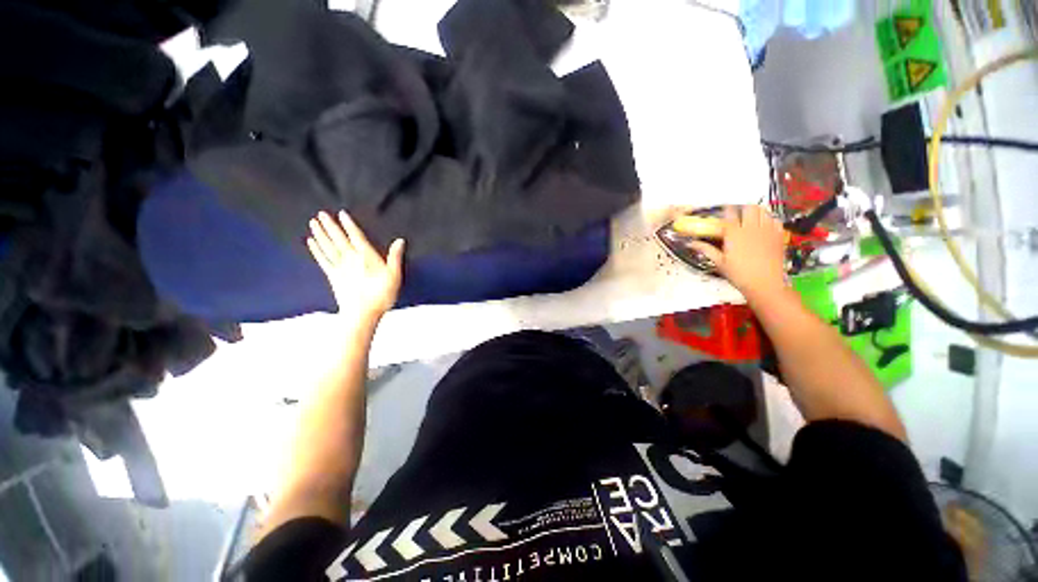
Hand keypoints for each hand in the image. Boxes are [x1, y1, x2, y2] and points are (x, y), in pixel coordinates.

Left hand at [307, 211, 404, 322]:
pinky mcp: (333, 277)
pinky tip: (311, 242)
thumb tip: (400, 240)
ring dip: (320, 234)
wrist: (362, 313)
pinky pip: (323, 260)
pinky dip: (316, 251)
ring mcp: (340, 268)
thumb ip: (395, 257)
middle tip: (320, 213)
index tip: (341, 213)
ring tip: (313, 223)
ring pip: (328, 247)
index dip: (349, 225)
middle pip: (339, 239)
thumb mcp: (394, 276)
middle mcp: (351, 259)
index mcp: (367, 257)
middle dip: (330, 226)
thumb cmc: (382, 295)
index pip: (356, 237)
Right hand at [690, 205, 786, 298]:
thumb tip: (691, 243)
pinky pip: (775, 220)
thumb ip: (706, 249)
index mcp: (734, 234)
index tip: (723, 210)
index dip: (726, 209)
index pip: (730, 213)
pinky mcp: (778, 236)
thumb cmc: (739, 274)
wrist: (765, 283)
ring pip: (763, 211)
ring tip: (750, 217)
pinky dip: (769, 219)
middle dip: (742, 208)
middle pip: (749, 208)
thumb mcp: (719, 262)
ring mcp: (767, 230)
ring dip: (756, 211)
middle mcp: (751, 228)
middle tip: (737, 214)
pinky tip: (764, 225)